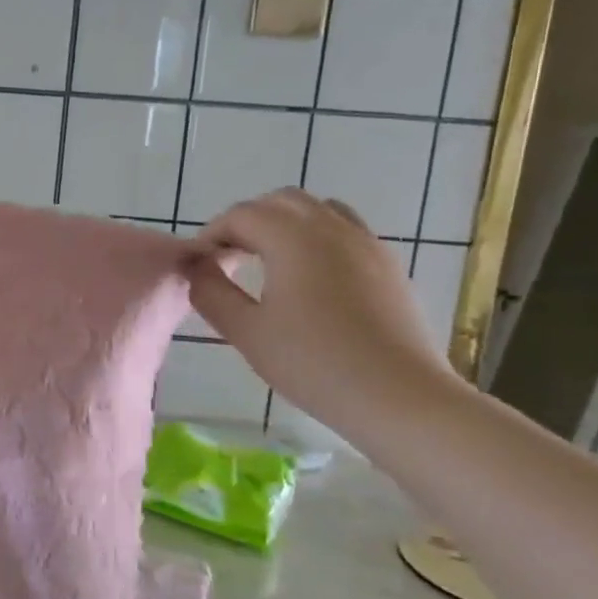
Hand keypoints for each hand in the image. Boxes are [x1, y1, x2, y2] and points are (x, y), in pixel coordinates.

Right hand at [182, 189, 452, 432]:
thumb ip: (212, 293)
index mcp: (293, 237)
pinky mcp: (388, 265)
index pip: (241, 215)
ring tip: (269, 261)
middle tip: (229, 257)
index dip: (213, 234)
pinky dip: (317, 237)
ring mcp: (367, 243)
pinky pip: (345, 230)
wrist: (399, 397)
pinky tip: (310, 277)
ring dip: (285, 224)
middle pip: (281, 202)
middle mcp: (332, 227)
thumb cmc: (313, 363)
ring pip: (318, 210)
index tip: (200, 264)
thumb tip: (198, 268)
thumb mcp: (247, 332)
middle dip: (248, 221)